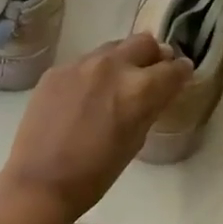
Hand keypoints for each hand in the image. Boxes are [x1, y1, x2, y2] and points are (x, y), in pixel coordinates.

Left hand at [0, 33, 193, 223]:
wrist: (40, 181)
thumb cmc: (96, 174)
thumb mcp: (135, 141)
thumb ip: (150, 107)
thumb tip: (160, 90)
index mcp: (139, 89)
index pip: (173, 68)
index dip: (181, 72)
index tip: (181, 75)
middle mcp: (112, 66)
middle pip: (143, 42)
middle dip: (154, 55)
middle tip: (152, 71)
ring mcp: (80, 64)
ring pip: (112, 48)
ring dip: (122, 60)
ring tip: (118, 82)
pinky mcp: (57, 69)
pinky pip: (84, 62)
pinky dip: (93, 73)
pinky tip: (85, 96)